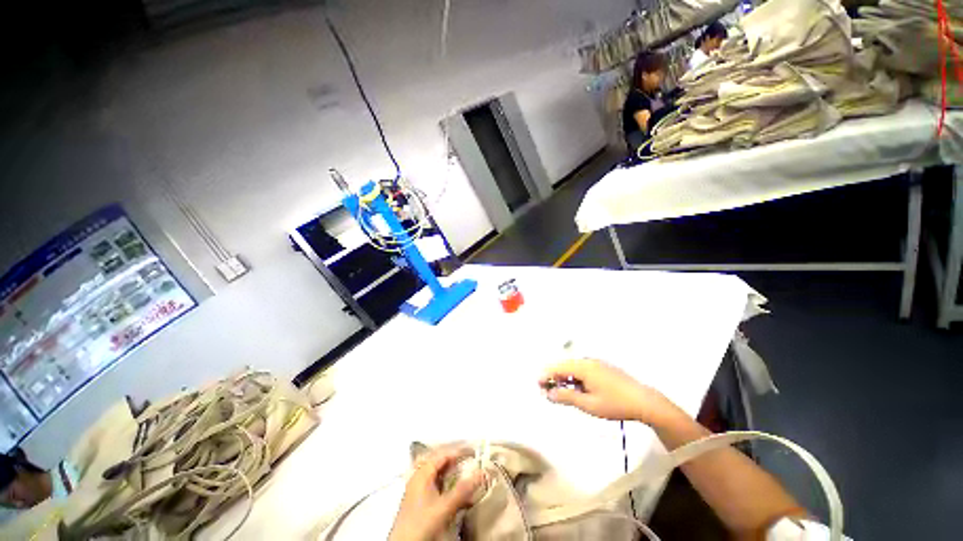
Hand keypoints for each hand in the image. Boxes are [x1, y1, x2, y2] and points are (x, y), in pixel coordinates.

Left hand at [388, 447, 485, 540]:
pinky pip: (439, 487)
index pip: (443, 454)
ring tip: (469, 475)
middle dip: (456, 461)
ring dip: (454, 475)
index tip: (474, 452)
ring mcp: (419, 491)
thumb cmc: (421, 523)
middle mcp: (419, 478)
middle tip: (472, 460)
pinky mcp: (422, 503)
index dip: (458, 451)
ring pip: (440, 475)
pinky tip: (460, 495)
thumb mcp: (444, 506)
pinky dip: (451, 487)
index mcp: (422, 473)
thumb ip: (462, 490)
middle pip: (440, 463)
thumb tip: (481, 473)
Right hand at [540, 359, 677, 425]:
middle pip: (564, 366)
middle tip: (547, 391)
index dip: (546, 375)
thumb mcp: (588, 404)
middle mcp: (587, 361)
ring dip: (564, 378)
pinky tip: (576, 390)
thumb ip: (566, 397)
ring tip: (560, 393)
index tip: (537, 385)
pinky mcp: (602, 368)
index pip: (558, 367)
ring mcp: (596, 363)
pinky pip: (582, 370)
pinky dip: (574, 378)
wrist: (644, 401)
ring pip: (573, 368)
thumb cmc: (615, 404)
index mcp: (583, 367)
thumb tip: (549, 393)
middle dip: (553, 377)